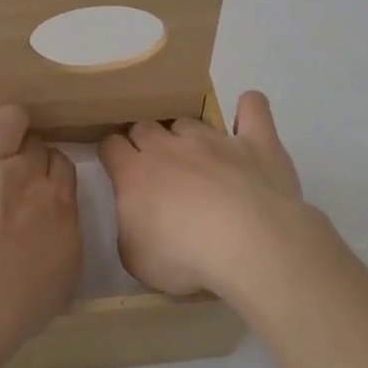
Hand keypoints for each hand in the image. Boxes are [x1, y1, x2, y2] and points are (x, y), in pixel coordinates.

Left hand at [0, 85, 81, 361]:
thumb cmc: (12, 309)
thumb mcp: (60, 283)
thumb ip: (62, 241)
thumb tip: (55, 224)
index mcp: (58, 203)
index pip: (61, 165)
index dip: (49, 169)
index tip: (38, 182)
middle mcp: (25, 175)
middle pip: (34, 143)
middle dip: (27, 150)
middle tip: (11, 171)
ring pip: (7, 120)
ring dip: (5, 123)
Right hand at [98, 91, 327, 304]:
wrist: (248, 246)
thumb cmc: (184, 258)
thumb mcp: (136, 259)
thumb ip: (129, 230)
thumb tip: (135, 219)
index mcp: (134, 173)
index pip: (111, 146)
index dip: (113, 155)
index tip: (118, 169)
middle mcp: (170, 147)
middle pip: (145, 126)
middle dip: (145, 142)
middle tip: (158, 170)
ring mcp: (214, 140)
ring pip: (190, 122)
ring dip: (187, 136)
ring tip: (199, 161)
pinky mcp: (256, 142)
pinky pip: (252, 109)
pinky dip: (248, 108)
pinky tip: (247, 117)